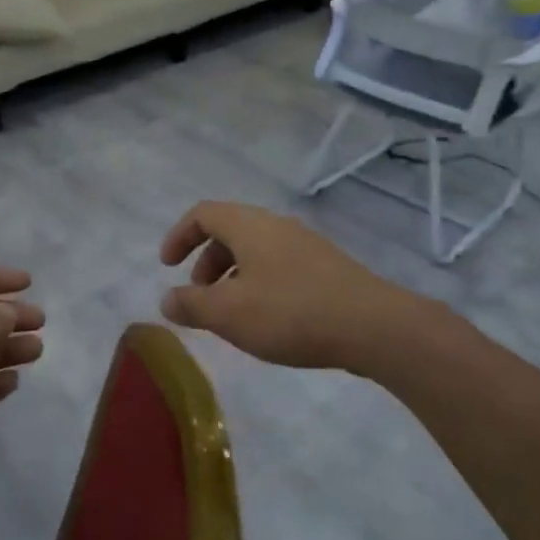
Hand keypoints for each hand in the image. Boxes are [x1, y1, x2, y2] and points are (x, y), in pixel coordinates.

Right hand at [159, 201, 424, 372]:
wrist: (373, 326)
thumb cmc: (290, 312)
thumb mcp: (229, 313)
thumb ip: (191, 305)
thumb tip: (167, 299)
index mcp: (249, 226)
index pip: (202, 213)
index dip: (179, 236)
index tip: (167, 266)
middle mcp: (276, 225)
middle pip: (229, 230)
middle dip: (206, 261)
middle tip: (199, 296)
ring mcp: (305, 244)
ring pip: (255, 250)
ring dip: (232, 276)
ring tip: (231, 314)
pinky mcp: (326, 267)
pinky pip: (278, 264)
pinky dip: (258, 283)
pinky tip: (267, 320)